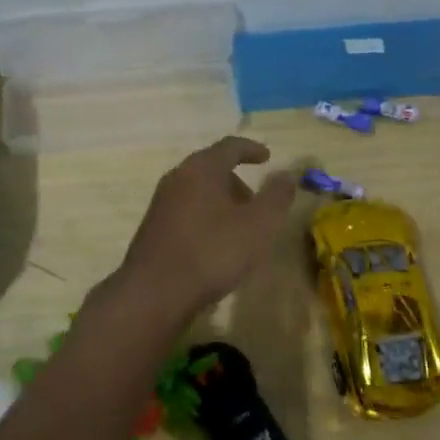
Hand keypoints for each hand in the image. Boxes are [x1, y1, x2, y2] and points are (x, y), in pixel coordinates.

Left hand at [115, 137, 297, 320]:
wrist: (155, 292)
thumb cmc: (212, 252)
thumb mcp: (258, 225)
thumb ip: (276, 197)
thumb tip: (286, 175)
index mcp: (201, 169)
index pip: (229, 147)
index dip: (251, 149)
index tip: (267, 157)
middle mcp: (177, 178)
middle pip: (212, 169)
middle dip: (237, 182)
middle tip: (257, 204)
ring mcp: (161, 203)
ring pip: (198, 192)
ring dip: (222, 203)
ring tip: (240, 229)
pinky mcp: (154, 228)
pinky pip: (187, 212)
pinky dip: (206, 218)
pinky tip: (216, 246)